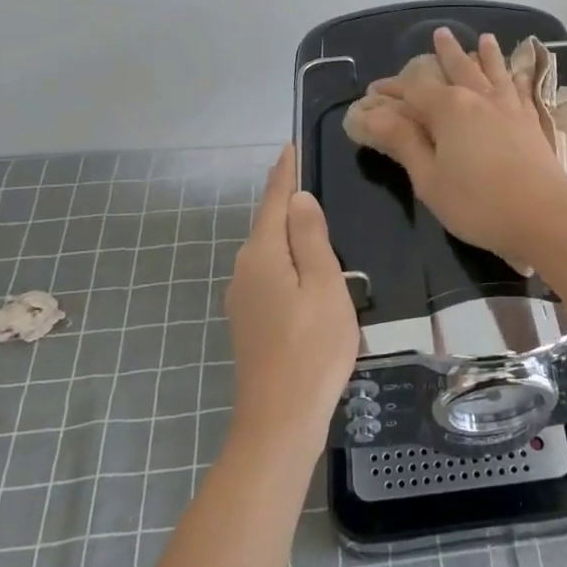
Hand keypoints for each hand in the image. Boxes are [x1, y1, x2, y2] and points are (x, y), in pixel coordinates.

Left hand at [224, 146, 359, 445]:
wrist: (280, 420)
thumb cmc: (312, 347)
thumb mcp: (324, 285)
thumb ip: (310, 238)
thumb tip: (298, 199)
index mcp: (263, 255)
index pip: (274, 200)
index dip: (285, 173)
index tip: (291, 146)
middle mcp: (244, 270)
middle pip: (267, 224)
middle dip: (286, 200)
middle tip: (310, 177)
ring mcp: (242, 298)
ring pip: (268, 251)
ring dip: (287, 232)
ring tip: (313, 218)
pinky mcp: (249, 321)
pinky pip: (269, 273)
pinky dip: (286, 259)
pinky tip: (304, 268)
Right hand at [352, 27, 566, 265]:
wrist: (544, 216)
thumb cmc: (477, 203)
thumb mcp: (429, 179)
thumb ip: (403, 143)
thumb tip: (373, 115)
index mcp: (449, 108)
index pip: (413, 89)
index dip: (392, 88)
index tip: (375, 90)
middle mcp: (479, 97)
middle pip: (459, 68)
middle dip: (446, 52)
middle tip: (440, 33)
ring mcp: (510, 107)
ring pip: (495, 71)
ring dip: (487, 54)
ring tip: (484, 38)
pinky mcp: (532, 121)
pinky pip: (522, 89)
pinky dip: (518, 76)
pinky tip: (519, 72)